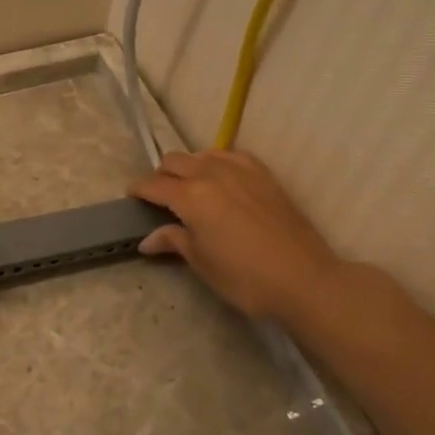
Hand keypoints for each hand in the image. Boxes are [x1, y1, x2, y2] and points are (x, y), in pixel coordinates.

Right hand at [128, 150, 341, 322]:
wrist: (304, 279)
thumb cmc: (245, 278)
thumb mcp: (202, 263)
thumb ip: (175, 241)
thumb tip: (148, 239)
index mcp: (191, 197)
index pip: (154, 185)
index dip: (138, 189)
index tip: (130, 196)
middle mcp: (212, 175)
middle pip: (175, 161)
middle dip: (162, 175)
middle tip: (160, 197)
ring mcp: (242, 171)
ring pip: (203, 155)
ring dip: (189, 167)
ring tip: (190, 187)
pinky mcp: (265, 175)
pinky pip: (232, 157)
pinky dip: (218, 163)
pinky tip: (221, 179)